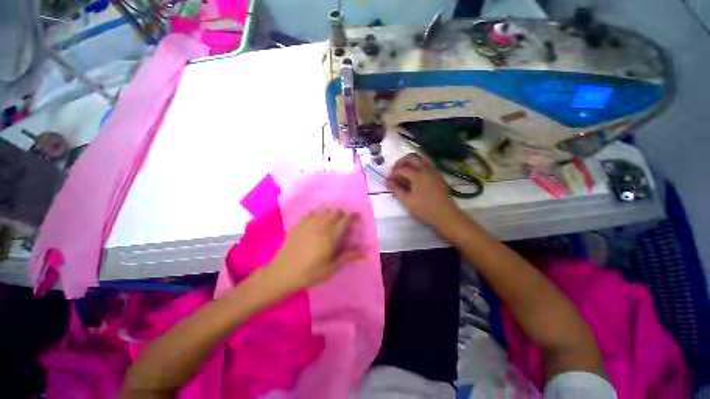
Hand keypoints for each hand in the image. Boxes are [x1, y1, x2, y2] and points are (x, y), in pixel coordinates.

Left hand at [265, 207, 361, 293]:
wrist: (283, 272)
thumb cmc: (310, 273)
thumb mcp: (331, 268)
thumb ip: (348, 256)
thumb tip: (364, 251)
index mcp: (331, 236)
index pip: (345, 219)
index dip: (353, 216)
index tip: (357, 217)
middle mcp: (321, 225)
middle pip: (335, 211)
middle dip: (342, 214)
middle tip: (344, 222)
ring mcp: (309, 223)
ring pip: (324, 210)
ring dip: (331, 212)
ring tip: (331, 220)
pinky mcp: (299, 224)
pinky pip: (311, 212)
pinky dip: (318, 213)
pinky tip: (317, 220)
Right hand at [386, 153, 462, 231]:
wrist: (445, 215)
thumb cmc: (424, 209)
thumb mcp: (407, 201)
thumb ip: (396, 189)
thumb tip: (388, 181)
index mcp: (418, 174)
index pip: (401, 169)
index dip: (392, 174)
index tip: (388, 181)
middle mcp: (426, 168)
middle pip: (411, 157)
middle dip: (400, 163)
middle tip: (395, 172)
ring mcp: (434, 170)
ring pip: (421, 158)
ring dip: (410, 162)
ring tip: (404, 172)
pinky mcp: (438, 175)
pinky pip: (427, 163)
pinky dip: (418, 165)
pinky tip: (415, 176)